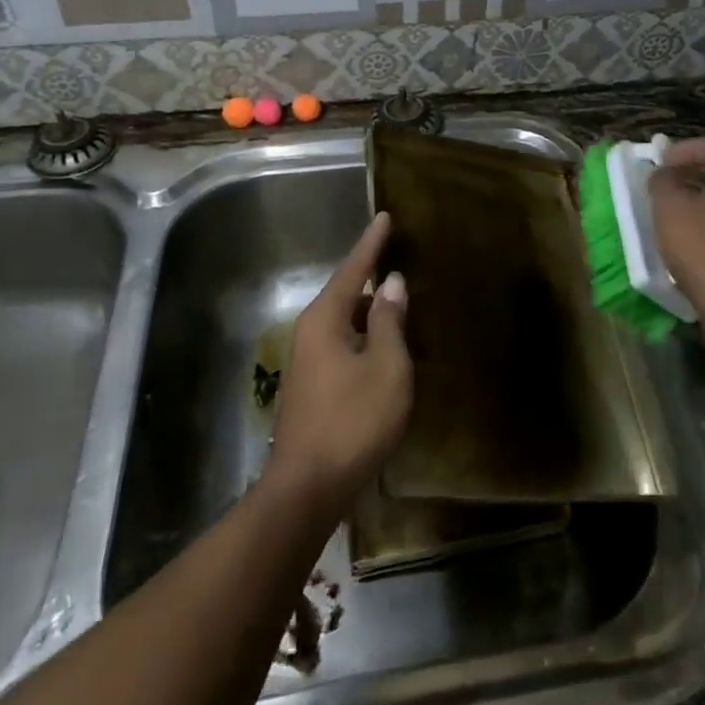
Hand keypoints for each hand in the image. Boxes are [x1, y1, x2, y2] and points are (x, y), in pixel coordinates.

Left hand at [265, 213, 412, 513]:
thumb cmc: (352, 421)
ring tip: (397, 300)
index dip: (371, 243)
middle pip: (344, 293)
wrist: (307, 488)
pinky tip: (383, 346)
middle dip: (369, 276)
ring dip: (369, 310)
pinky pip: (341, 343)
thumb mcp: (385, 367)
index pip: (352, 269)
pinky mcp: (311, 386)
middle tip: (397, 257)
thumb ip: (389, 321)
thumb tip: (391, 283)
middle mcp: (309, 332)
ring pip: (343, 321)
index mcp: (325, 319)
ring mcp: (306, 361)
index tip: (384, 216)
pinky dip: (364, 335)